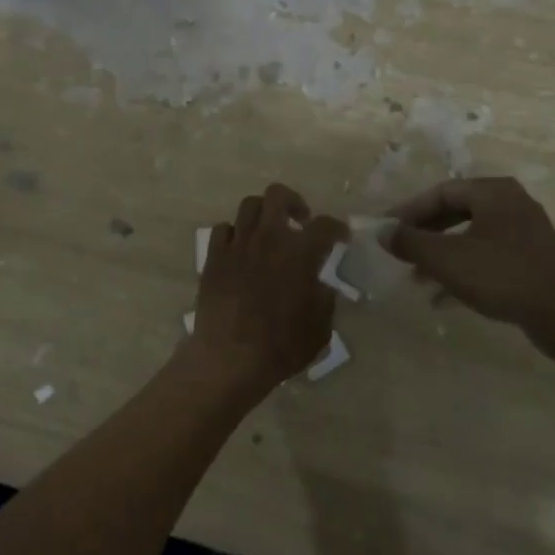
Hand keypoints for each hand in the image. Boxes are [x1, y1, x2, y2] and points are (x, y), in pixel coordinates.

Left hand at [187, 183, 347, 399]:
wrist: (229, 358)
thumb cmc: (280, 346)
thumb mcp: (320, 328)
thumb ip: (324, 299)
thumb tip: (321, 286)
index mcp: (299, 253)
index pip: (325, 226)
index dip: (337, 228)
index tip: (340, 237)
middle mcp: (268, 238)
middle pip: (278, 196)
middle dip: (294, 203)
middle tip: (300, 222)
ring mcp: (237, 244)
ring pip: (249, 205)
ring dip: (264, 214)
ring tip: (269, 232)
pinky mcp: (213, 257)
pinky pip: (223, 229)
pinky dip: (235, 233)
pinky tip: (240, 249)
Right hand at [386, 177, 554, 339]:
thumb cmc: (502, 275)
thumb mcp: (447, 258)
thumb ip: (410, 242)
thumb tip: (381, 231)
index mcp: (493, 192)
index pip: (440, 192)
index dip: (408, 211)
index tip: (386, 229)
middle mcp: (511, 204)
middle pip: (455, 212)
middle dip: (424, 235)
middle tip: (399, 251)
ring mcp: (524, 233)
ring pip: (470, 237)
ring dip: (440, 256)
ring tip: (415, 279)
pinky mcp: (530, 261)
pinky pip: (486, 258)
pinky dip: (462, 272)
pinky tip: (441, 298)